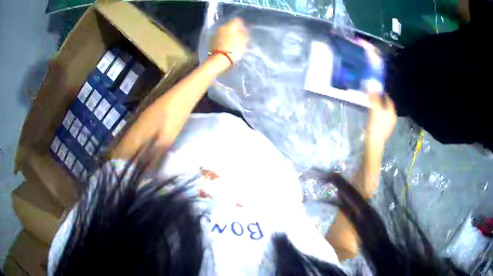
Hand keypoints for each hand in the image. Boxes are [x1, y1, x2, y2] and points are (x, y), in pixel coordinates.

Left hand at [210, 18, 247, 62]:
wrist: (220, 59)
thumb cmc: (235, 48)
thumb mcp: (244, 41)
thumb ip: (244, 33)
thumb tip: (242, 30)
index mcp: (230, 25)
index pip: (237, 20)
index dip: (241, 25)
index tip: (244, 32)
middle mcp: (222, 27)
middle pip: (229, 26)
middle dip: (233, 30)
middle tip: (238, 38)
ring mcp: (215, 33)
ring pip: (223, 32)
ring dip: (227, 35)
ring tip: (231, 43)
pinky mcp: (211, 41)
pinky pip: (219, 38)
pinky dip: (222, 40)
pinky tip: (225, 46)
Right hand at [366, 92, 396, 143]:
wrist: (373, 143)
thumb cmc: (376, 125)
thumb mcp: (375, 110)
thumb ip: (374, 98)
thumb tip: (372, 85)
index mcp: (392, 112)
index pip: (388, 99)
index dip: (382, 93)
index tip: (374, 88)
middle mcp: (391, 117)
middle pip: (385, 104)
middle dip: (379, 99)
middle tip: (371, 94)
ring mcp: (387, 123)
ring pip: (382, 110)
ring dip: (376, 105)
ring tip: (369, 102)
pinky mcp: (381, 128)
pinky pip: (379, 116)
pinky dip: (375, 112)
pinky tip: (370, 112)